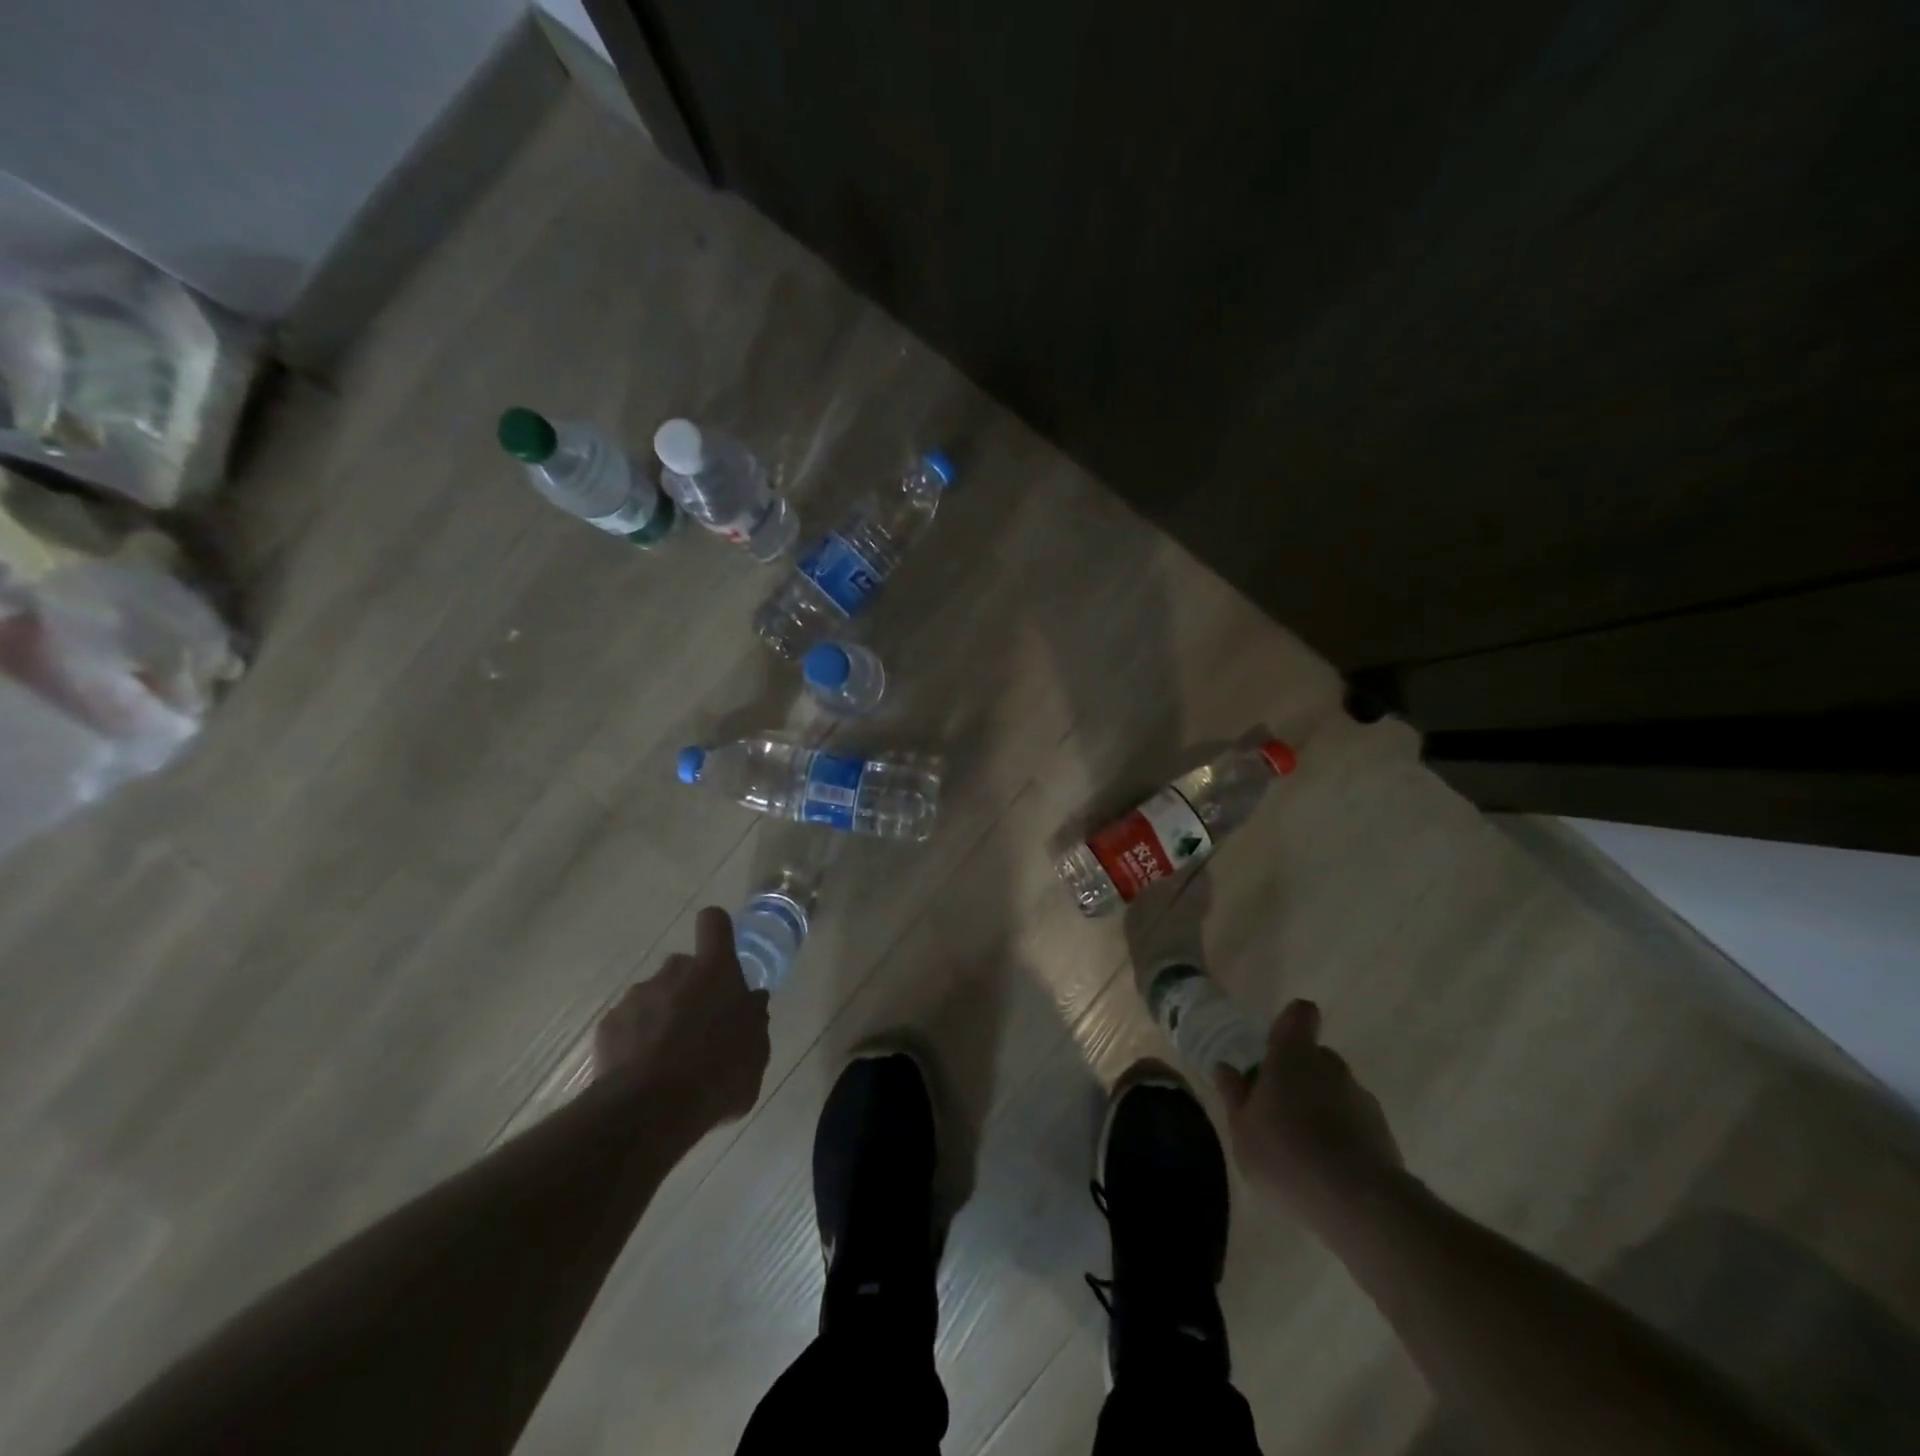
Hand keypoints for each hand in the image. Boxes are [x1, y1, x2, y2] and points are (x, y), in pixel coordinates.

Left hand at [594, 907, 769, 1128]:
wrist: (650, 1111)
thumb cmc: (718, 1074)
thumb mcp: (756, 1051)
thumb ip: (753, 1019)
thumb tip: (751, 1001)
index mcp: (715, 971)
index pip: (714, 923)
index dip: (717, 930)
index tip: (721, 950)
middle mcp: (673, 972)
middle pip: (683, 966)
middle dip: (691, 988)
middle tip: (700, 1027)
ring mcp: (636, 997)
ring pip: (654, 996)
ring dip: (662, 1015)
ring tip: (668, 1059)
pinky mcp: (607, 1026)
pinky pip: (628, 1024)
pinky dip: (635, 1040)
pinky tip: (643, 1072)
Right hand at [1215, 1000, 1405, 1231]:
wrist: (1357, 1203)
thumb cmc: (1285, 1153)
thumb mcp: (1241, 1128)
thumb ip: (1234, 1094)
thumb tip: (1225, 1068)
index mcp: (1292, 1054)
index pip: (1300, 1014)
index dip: (1290, 1023)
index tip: (1276, 1046)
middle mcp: (1330, 1066)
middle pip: (1316, 1055)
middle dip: (1300, 1073)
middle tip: (1280, 1106)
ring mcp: (1361, 1098)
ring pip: (1336, 1090)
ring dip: (1322, 1106)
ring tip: (1305, 1146)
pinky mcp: (1384, 1133)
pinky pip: (1356, 1122)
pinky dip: (1343, 1135)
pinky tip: (1328, 1169)